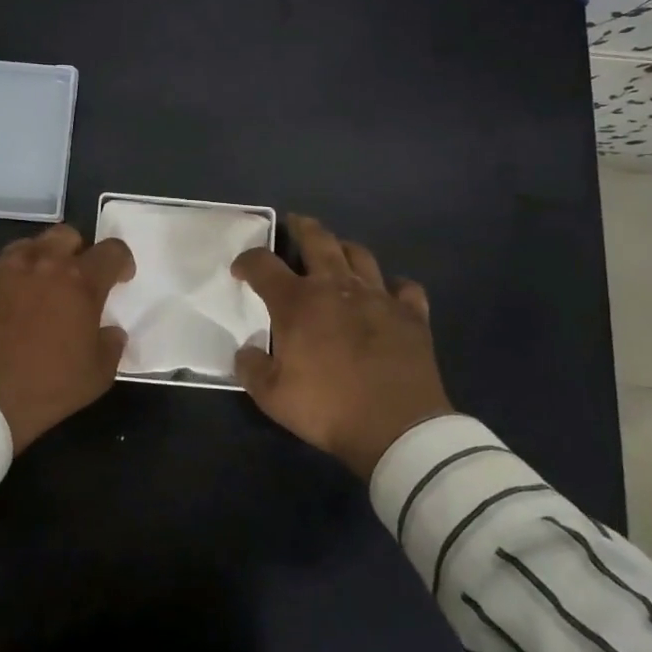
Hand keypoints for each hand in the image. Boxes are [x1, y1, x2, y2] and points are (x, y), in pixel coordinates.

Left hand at [0, 224, 134, 453]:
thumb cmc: (45, 387)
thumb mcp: (96, 376)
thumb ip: (111, 345)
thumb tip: (110, 331)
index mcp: (80, 281)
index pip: (112, 251)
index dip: (121, 261)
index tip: (120, 278)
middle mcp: (42, 262)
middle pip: (67, 236)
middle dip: (77, 252)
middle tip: (74, 281)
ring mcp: (2, 267)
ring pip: (28, 247)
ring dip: (39, 262)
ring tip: (35, 291)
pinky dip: (5, 282)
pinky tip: (0, 308)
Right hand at [232, 215, 452, 478]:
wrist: (397, 428)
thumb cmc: (328, 408)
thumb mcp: (272, 397)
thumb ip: (251, 368)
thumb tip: (247, 351)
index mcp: (297, 302)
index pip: (263, 265)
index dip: (247, 261)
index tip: (240, 269)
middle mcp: (336, 287)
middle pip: (317, 240)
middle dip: (301, 227)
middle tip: (294, 223)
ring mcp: (378, 296)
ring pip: (359, 255)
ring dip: (344, 249)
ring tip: (337, 252)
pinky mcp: (411, 314)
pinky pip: (404, 287)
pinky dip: (394, 285)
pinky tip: (389, 293)